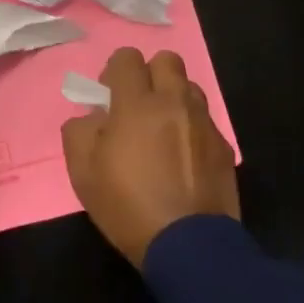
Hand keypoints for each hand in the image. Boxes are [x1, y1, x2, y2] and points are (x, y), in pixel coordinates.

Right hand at [62, 48, 238, 267]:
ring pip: (189, 87)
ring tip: (161, 129)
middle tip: (136, 104)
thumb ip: (80, 131)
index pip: (127, 58)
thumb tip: (93, 117)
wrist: (188, 245)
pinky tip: (181, 158)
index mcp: (136, 103)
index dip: (115, 71)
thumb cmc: (126, 205)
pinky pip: (204, 120)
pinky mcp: (223, 147)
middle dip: (149, 73)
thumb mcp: (82, 171)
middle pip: (166, 60)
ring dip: (172, 97)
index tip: (109, 97)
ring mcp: (203, 123)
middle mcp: (174, 103)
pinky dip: (190, 127)